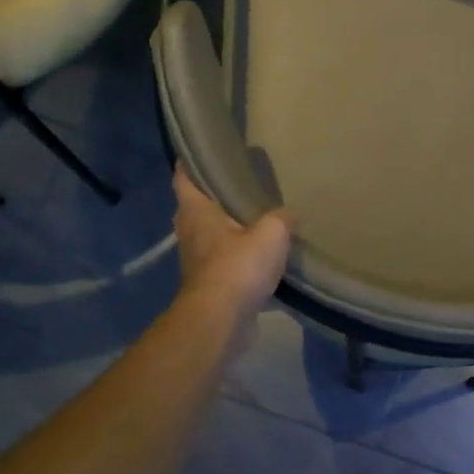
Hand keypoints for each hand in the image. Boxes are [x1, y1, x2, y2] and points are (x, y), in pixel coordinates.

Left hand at [173, 165, 290, 320]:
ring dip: (228, 228)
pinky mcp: (210, 285)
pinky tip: (262, 256)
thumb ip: (282, 218)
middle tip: (242, 184)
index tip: (205, 151)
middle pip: (197, 207)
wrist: (221, 321)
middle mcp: (190, 233)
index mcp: (196, 212)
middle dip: (215, 196)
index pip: (183, 178)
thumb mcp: (271, 233)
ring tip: (257, 218)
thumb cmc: (238, 268)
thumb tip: (289, 215)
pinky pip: (224, 262)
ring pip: (211, 235)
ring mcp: (197, 261)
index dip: (191, 162)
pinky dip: (238, 256)